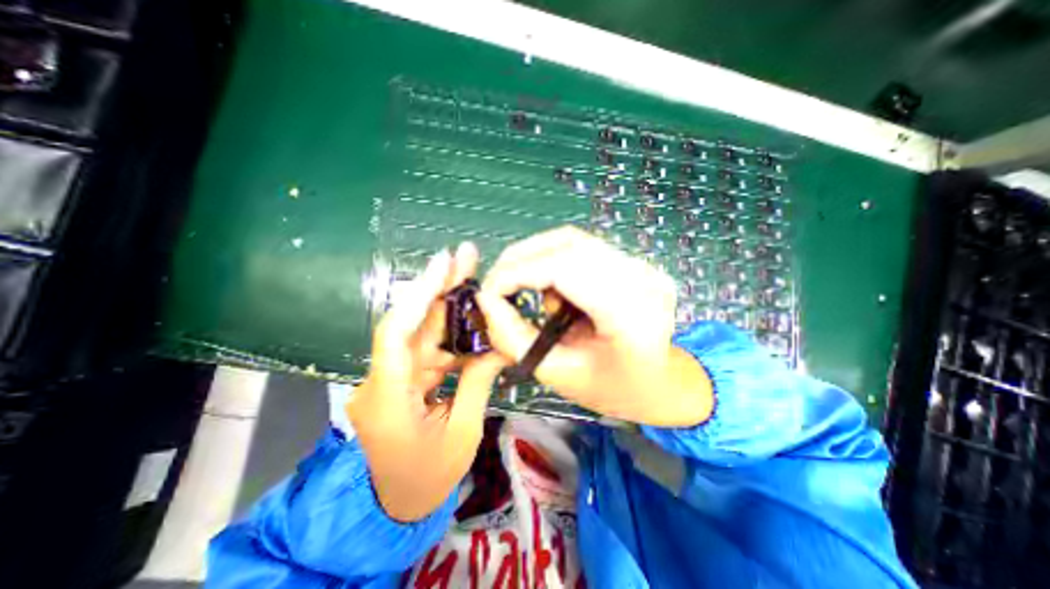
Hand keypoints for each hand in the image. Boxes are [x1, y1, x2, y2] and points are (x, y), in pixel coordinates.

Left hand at [347, 243, 506, 518]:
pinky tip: (471, 317)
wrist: (396, 506)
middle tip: (465, 258)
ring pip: (422, 333)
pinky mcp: (402, 379)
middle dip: (438, 288)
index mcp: (387, 401)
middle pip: (411, 324)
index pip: (395, 336)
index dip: (418, 296)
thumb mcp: (462, 434)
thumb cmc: (428, 479)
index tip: (442, 265)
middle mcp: (381, 380)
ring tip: (472, 278)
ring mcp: (391, 378)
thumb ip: (478, 383)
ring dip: (447, 306)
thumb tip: (498, 344)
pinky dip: (451, 333)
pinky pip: (429, 349)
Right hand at [479, 226, 714, 426]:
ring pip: (574, 240)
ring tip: (525, 289)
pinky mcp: (636, 262)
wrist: (664, 383)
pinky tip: (554, 291)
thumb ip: (514, 337)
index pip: (565, 268)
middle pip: (569, 244)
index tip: (489, 292)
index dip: (518, 272)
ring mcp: (644, 266)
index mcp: (631, 315)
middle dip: (521, 259)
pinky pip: (583, 248)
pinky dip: (554, 261)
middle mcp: (643, 279)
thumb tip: (485, 300)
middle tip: (498, 285)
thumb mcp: (557, 372)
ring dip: (537, 258)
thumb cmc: (612, 389)